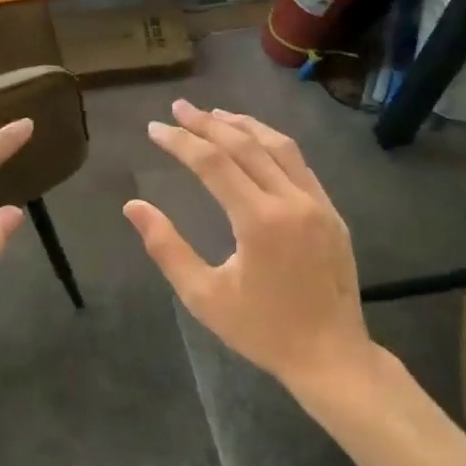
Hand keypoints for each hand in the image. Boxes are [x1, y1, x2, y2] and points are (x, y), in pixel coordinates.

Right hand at [124, 101, 372, 390]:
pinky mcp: (332, 212)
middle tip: (179, 107)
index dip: (181, 142)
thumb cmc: (262, 330)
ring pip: (278, 146)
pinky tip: (255, 142)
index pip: (213, 164)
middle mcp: (291, 201)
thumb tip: (133, 206)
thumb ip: (166, 248)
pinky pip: (299, 163)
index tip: (155, 128)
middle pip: (245, 145)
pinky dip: (271, 143)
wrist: (332, 357)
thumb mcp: (204, 297)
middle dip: (208, 123)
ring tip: (215, 114)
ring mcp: (318, 203)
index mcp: (259, 221)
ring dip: (243, 125)